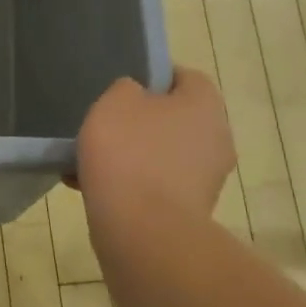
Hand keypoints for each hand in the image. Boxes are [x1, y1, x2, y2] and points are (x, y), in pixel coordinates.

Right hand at [74, 69, 235, 229]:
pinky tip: (90, 186)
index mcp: (206, 104)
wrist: (142, 229)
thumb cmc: (129, 152)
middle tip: (103, 125)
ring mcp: (206, 178)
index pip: (184, 77)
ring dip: (131, 155)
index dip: (152, 77)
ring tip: (90, 161)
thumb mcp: (115, 101)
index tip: (120, 89)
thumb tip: (136, 97)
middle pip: (174, 118)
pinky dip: (129, 184)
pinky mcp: (189, 210)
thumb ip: (126, 89)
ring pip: (161, 154)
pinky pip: (154, 185)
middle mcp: (216, 138)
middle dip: (139, 122)